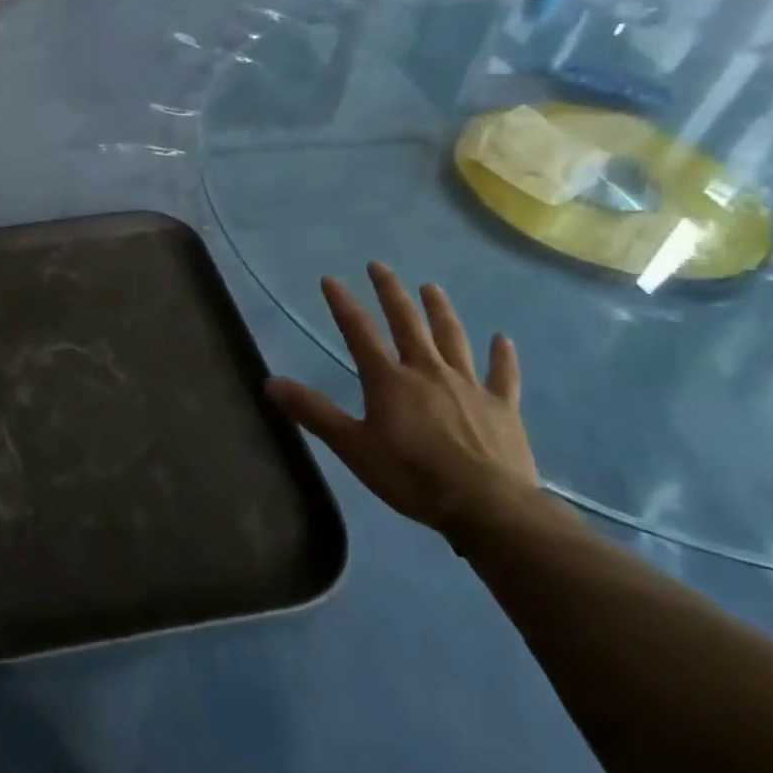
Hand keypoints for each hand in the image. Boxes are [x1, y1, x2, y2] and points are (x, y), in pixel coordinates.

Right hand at [266, 262, 538, 535]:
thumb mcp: (352, 447)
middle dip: (391, 293)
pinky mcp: (502, 407)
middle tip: (380, 266)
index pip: (359, 332)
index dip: (343, 304)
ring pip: (452, 339)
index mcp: (389, 380)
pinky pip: (503, 375)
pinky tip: (502, 339)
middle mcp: (428, 371)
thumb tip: (270, 382)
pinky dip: (502, 356)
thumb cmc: (411, 475)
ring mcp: (469, 386)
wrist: (486, 506)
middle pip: (407, 323)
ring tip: (432, 288)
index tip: (330, 279)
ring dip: (440, 311)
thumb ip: (313, 412)